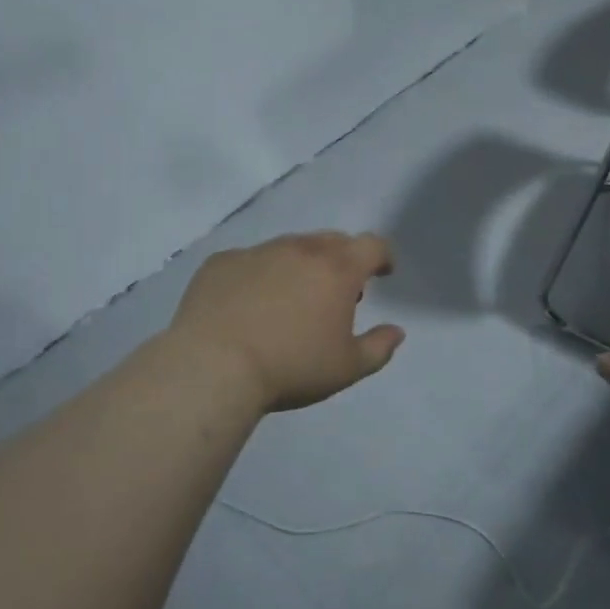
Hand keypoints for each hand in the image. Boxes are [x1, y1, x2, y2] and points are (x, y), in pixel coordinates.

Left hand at [169, 232, 405, 412]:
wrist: (213, 366)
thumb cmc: (291, 367)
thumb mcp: (347, 368)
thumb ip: (379, 347)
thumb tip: (396, 331)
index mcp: (337, 269)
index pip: (372, 245)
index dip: (382, 256)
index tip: (382, 272)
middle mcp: (300, 249)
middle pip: (332, 241)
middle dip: (342, 260)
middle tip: (337, 290)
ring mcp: (258, 252)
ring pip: (289, 248)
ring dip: (299, 265)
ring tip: (290, 299)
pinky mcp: (222, 262)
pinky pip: (250, 261)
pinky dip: (258, 275)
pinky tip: (247, 305)